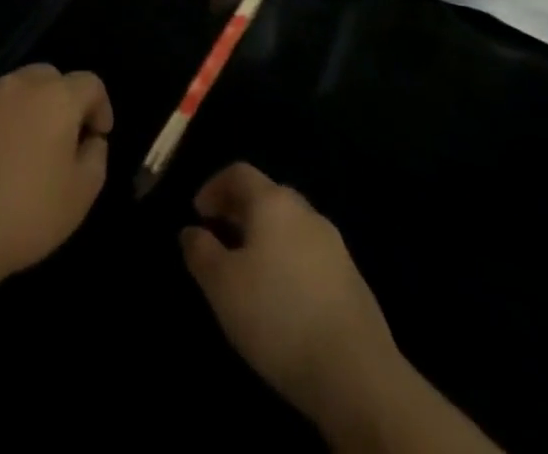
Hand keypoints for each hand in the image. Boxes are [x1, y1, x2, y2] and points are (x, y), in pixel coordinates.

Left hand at [0, 64, 112, 289]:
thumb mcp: (81, 194)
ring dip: (25, 111)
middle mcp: (17, 84)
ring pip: (13, 91)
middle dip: (61, 101)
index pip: (89, 83)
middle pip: (49, 77)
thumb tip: (90, 139)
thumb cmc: (27, 212)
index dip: (100, 107)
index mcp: (55, 96)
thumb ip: (96, 156)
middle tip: (60, 140)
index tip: (97, 137)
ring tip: (22, 152)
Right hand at [181, 163, 403, 439]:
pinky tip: (283, 296)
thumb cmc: (277, 316)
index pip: (239, 173)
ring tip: (248, 269)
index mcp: (273, 202)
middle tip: (219, 236)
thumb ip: (200, 252)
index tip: (198, 212)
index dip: (214, 186)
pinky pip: (310, 254)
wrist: (356, 374)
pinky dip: (288, 260)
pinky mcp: (353, 279)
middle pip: (267, 196)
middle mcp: (305, 212)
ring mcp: (334, 245)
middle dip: (240, 210)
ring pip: (290, 226)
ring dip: (265, 236)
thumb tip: (191, 231)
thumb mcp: (222, 286)